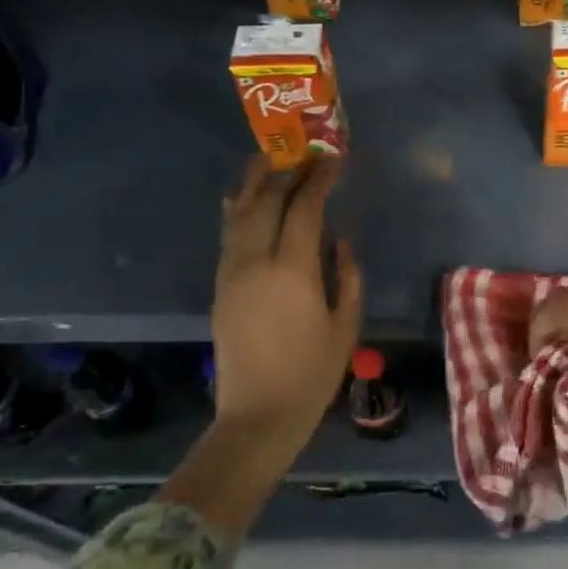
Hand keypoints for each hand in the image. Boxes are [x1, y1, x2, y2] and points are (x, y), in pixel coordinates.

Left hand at [211, 158, 362, 452]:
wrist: (258, 415)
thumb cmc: (312, 373)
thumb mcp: (345, 324)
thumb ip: (347, 273)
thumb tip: (340, 237)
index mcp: (293, 270)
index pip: (304, 208)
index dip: (319, 179)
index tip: (334, 159)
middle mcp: (256, 261)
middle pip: (267, 200)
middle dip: (288, 171)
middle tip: (307, 153)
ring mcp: (232, 272)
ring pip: (239, 212)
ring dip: (256, 181)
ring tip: (270, 157)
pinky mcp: (220, 285)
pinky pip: (227, 234)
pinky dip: (236, 208)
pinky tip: (241, 195)